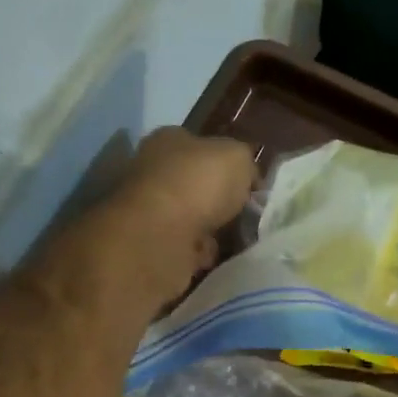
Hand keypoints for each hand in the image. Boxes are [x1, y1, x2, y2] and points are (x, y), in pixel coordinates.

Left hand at [109, 128, 257, 300]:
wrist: (161, 235)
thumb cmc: (198, 183)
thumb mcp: (238, 157)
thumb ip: (246, 163)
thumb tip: (247, 177)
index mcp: (169, 140)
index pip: (202, 147)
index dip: (227, 165)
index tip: (249, 185)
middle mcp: (153, 170)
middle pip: (196, 185)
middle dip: (219, 202)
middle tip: (246, 215)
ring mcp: (148, 209)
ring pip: (191, 218)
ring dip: (211, 231)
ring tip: (236, 239)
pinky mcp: (150, 243)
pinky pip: (186, 247)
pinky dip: (201, 253)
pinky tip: (215, 256)